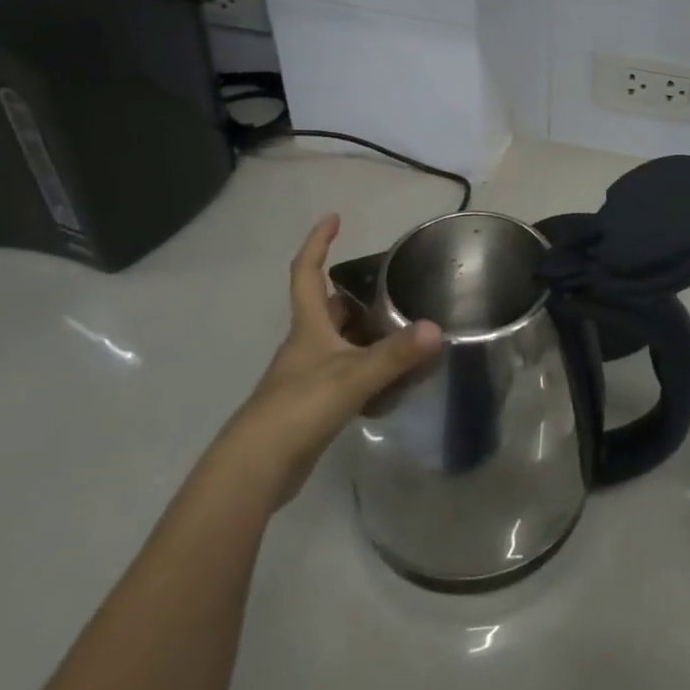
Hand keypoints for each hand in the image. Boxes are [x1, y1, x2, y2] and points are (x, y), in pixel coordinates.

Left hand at [218, 214, 439, 506]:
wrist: (254, 471)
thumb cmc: (297, 409)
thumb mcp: (351, 378)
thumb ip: (393, 355)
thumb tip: (435, 329)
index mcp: (308, 327)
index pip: (307, 273)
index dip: (318, 243)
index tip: (334, 218)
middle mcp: (306, 346)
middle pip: (329, 309)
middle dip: (356, 294)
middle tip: (392, 285)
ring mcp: (308, 377)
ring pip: (340, 342)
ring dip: (366, 333)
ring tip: (404, 328)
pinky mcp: (313, 406)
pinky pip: (347, 375)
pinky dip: (368, 371)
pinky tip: (394, 382)